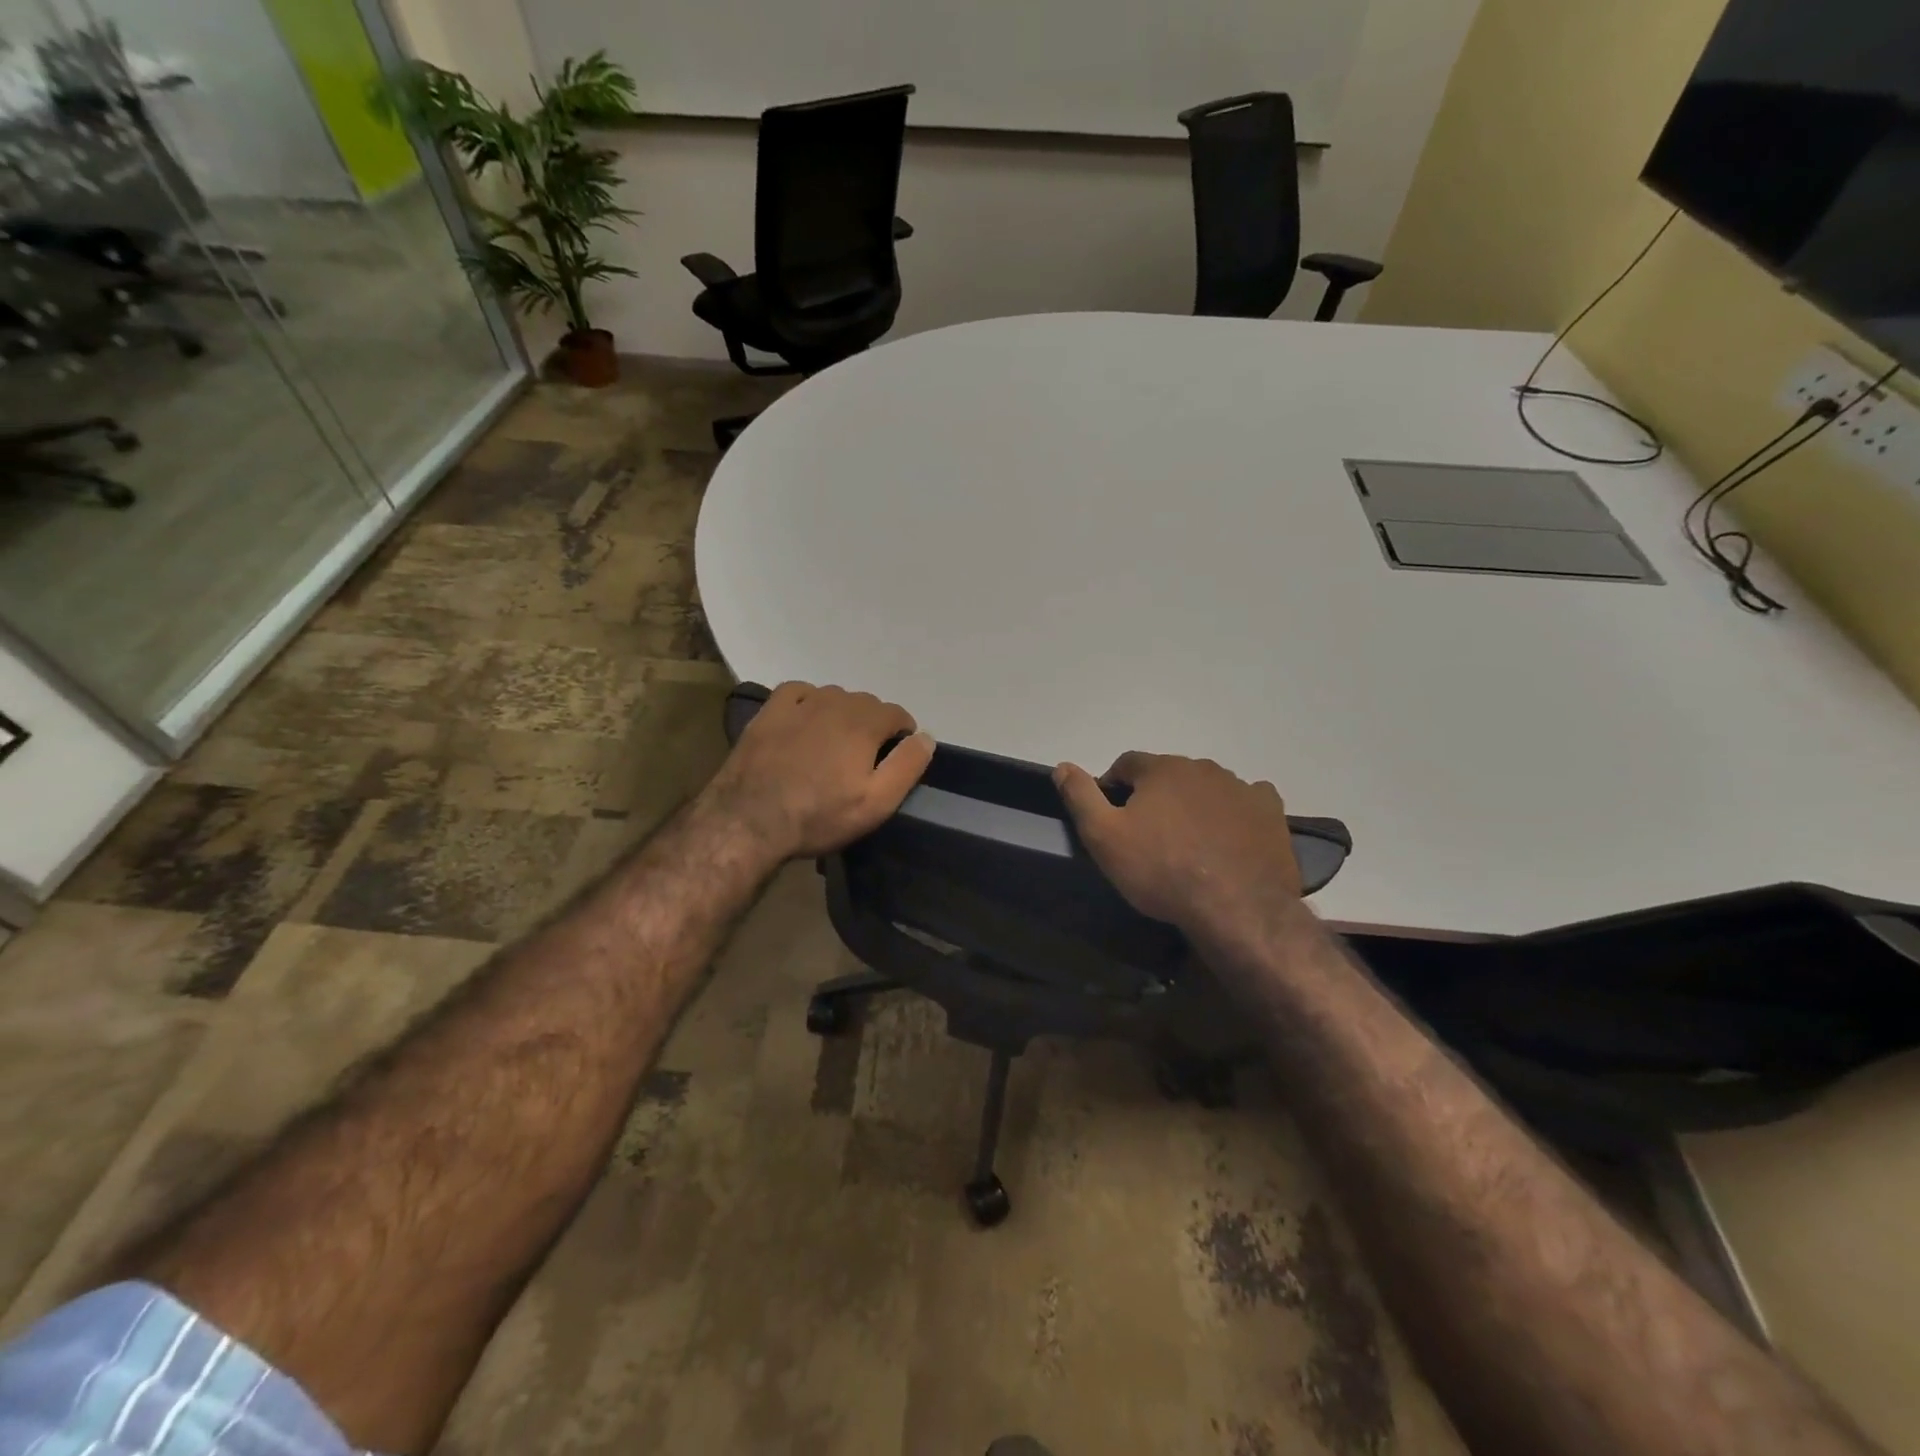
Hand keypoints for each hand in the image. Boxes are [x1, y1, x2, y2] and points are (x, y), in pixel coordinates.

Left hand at [706, 682, 933, 861]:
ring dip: (842, 714)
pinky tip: (804, 721)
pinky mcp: (769, 711)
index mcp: (865, 722)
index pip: (897, 714)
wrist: (749, 820)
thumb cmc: (820, 815)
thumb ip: (907, 765)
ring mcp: (799, 703)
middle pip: (867, 703)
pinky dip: (809, 701)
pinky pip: (799, 692)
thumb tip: (926, 737)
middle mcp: (835, 702)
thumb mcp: (877, 802)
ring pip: (834, 697)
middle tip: (863, 759)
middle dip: (873, 725)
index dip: (902, 735)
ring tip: (833, 745)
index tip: (894, 759)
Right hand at [1053, 753, 1302, 938]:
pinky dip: (1234, 815)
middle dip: (1156, 797)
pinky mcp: (1270, 813)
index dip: (1114, 787)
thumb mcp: (1104, 837)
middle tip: (1149, 836)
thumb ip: (1080, 796)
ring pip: (1206, 789)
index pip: (1127, 764)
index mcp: (1162, 768)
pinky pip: (1246, 803)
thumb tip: (1062, 766)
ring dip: (1194, 805)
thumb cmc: (1161, 870)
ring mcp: (1241, 788)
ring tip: (1189, 844)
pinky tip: (1229, 840)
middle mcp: (1203, 767)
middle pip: (1169, 775)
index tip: (1112, 817)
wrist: (1236, 907)